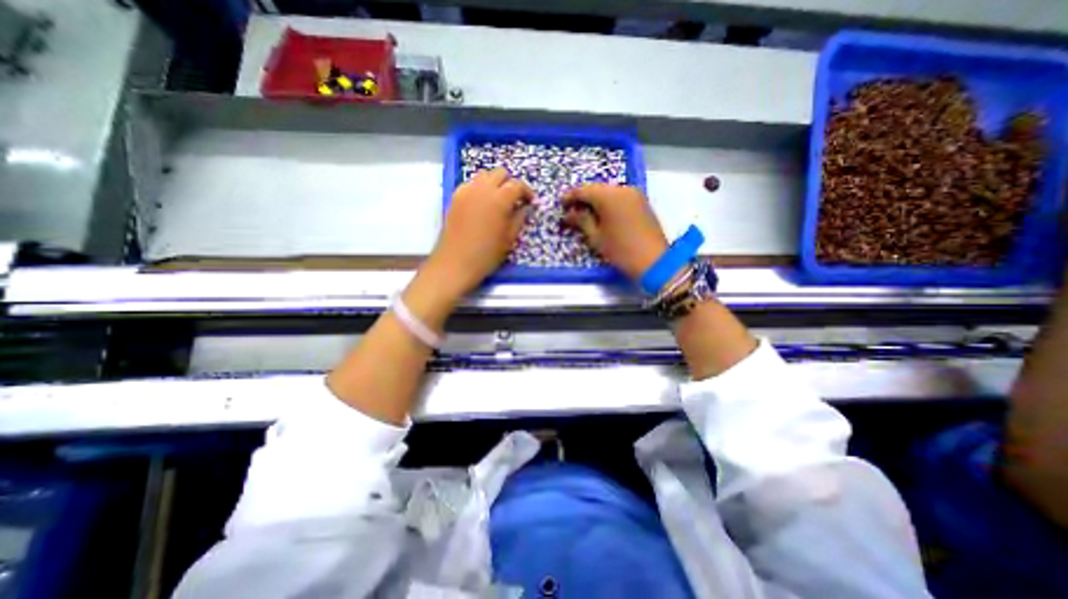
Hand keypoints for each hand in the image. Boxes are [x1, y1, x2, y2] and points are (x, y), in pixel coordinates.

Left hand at [422, 166, 529, 298]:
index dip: (527, 192)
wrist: (455, 263)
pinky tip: (482, 204)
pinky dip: (480, 188)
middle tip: (515, 199)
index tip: (530, 202)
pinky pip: (471, 183)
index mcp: (499, 199)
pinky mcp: (455, 196)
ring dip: (495, 183)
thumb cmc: (487, 254)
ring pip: (484, 175)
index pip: (517, 184)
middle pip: (500, 173)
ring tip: (498, 200)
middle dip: (510, 183)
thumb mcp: (509, 238)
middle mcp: (482, 188)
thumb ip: (519, 218)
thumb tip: (525, 207)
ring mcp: (466, 190)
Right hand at [562, 181, 664, 279]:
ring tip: (585, 215)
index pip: (583, 190)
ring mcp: (634, 194)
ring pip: (608, 192)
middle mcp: (622, 189)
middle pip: (596, 189)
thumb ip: (581, 221)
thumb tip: (569, 214)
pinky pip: (619, 197)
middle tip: (571, 211)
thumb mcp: (596, 237)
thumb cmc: (620, 250)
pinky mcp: (642, 202)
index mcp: (608, 196)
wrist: (654, 261)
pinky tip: (602, 215)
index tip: (561, 205)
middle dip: (583, 198)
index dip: (570, 197)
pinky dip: (608, 203)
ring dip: (596, 201)